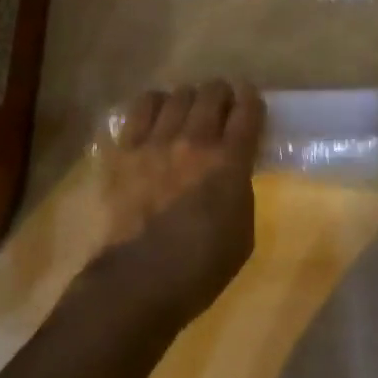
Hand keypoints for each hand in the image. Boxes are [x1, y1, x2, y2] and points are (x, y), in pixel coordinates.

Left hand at [82, 80, 264, 330]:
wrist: (136, 284)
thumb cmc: (197, 270)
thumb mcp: (242, 235)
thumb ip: (240, 191)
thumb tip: (233, 170)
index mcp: (228, 163)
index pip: (247, 110)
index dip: (251, 99)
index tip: (249, 100)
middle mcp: (194, 140)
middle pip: (212, 93)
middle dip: (221, 94)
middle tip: (220, 107)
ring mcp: (156, 141)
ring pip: (178, 94)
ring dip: (189, 99)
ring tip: (187, 111)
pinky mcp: (125, 148)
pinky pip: (141, 107)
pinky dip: (154, 104)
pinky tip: (156, 116)